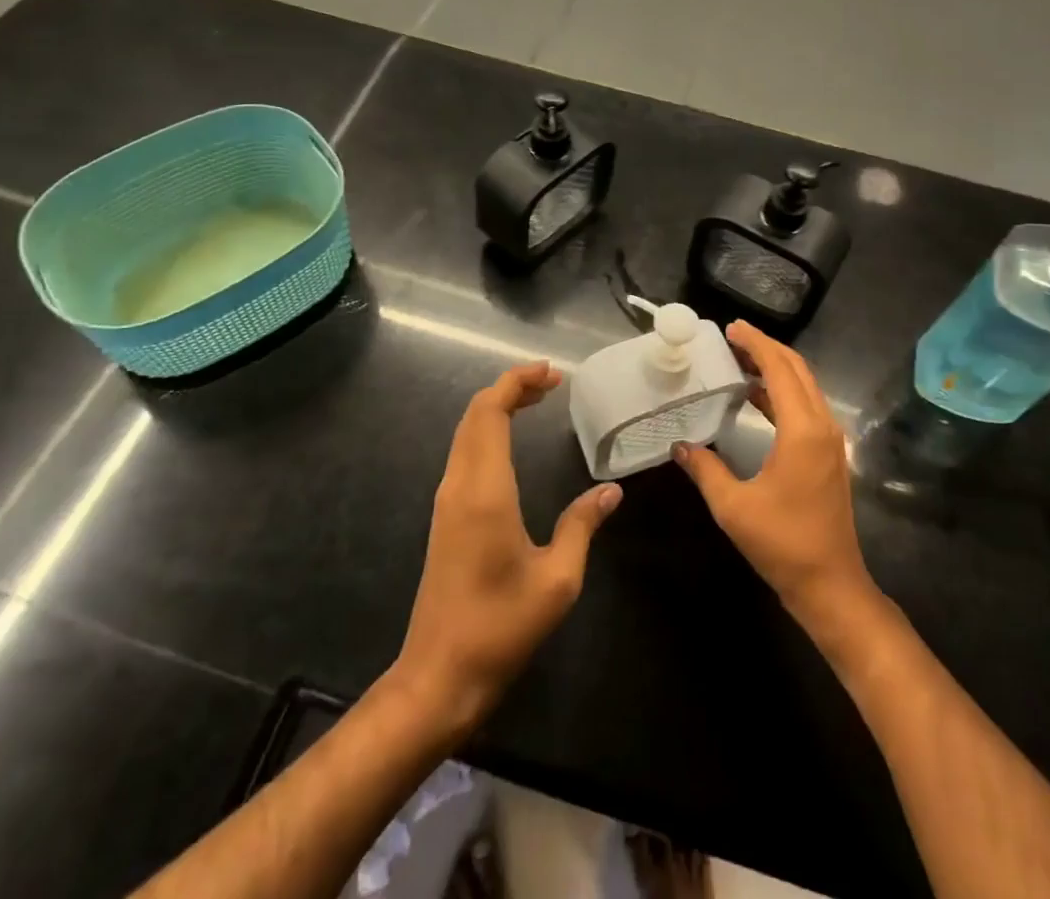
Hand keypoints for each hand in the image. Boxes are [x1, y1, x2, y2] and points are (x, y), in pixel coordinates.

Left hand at [393, 362, 621, 735]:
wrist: (439, 676)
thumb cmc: (500, 627)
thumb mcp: (557, 580)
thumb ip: (582, 526)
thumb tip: (610, 491)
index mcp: (485, 490)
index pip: (490, 412)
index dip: (516, 383)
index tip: (551, 373)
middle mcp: (460, 485)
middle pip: (476, 414)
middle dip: (511, 388)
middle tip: (551, 382)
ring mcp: (447, 501)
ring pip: (468, 432)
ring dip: (498, 408)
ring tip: (537, 401)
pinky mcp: (446, 517)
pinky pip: (465, 453)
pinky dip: (489, 431)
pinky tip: (513, 442)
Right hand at [672, 323, 875, 631]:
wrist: (830, 585)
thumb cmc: (782, 543)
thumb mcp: (733, 506)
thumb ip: (704, 468)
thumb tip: (679, 445)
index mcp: (803, 430)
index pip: (780, 369)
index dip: (755, 344)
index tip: (730, 328)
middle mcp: (822, 426)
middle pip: (797, 369)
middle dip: (765, 348)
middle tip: (731, 337)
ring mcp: (829, 440)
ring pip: (804, 386)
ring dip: (774, 368)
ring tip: (738, 360)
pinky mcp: (827, 454)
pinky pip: (805, 406)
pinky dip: (781, 391)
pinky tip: (754, 396)